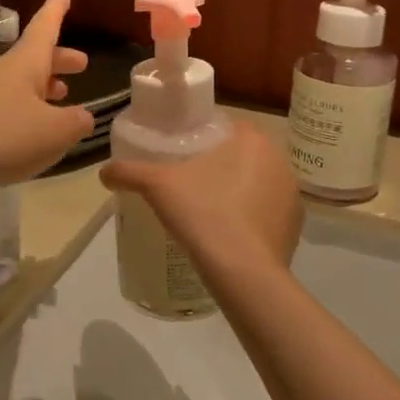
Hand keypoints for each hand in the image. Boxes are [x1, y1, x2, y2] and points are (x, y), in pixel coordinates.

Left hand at [0, 0, 93, 197]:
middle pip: (36, 57)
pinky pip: (11, 106)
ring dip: (46, 84)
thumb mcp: (54, 132)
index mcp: (26, 64)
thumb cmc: (1, 135)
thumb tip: (84, 117)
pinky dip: (31, 109)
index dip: (56, 11)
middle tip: (81, 63)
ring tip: (65, 93)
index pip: (45, 27)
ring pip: (24, 82)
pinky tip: (37, 129)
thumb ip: (76, 122)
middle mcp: (6, 74)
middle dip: (59, 57)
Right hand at [102, 121, 302, 274]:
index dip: (204, 137)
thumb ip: (129, 172)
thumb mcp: (157, 187)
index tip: (183, 155)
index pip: (227, 126)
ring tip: (209, 210)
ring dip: (239, 191)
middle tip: (191, 183)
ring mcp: (292, 194)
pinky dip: (251, 218)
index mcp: (252, 139)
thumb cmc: (203, 214)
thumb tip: (104, 172)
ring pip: (258, 183)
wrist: (243, 272)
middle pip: (243, 154)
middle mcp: (279, 160)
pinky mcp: (295, 226)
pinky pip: (268, 212)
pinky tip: (229, 233)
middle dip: (221, 165)